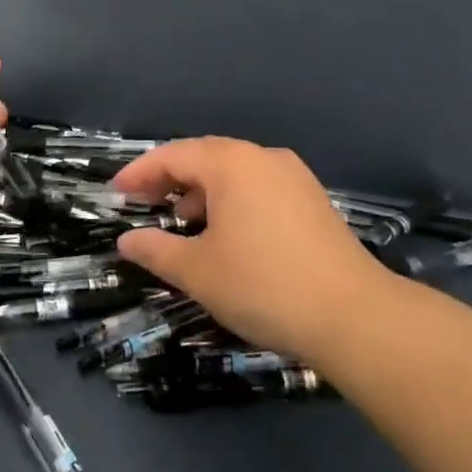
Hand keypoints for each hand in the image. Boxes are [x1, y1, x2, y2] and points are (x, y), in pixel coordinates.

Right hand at [113, 138, 395, 359]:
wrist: (355, 315)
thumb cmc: (264, 286)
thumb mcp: (199, 272)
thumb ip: (157, 250)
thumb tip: (127, 240)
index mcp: (231, 164)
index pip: (173, 155)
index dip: (140, 172)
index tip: (117, 194)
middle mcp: (262, 158)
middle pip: (204, 156)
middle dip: (170, 179)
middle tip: (144, 204)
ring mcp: (293, 176)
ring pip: (234, 171)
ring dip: (202, 191)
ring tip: (185, 223)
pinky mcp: (312, 199)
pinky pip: (259, 186)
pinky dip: (232, 200)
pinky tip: (228, 233)